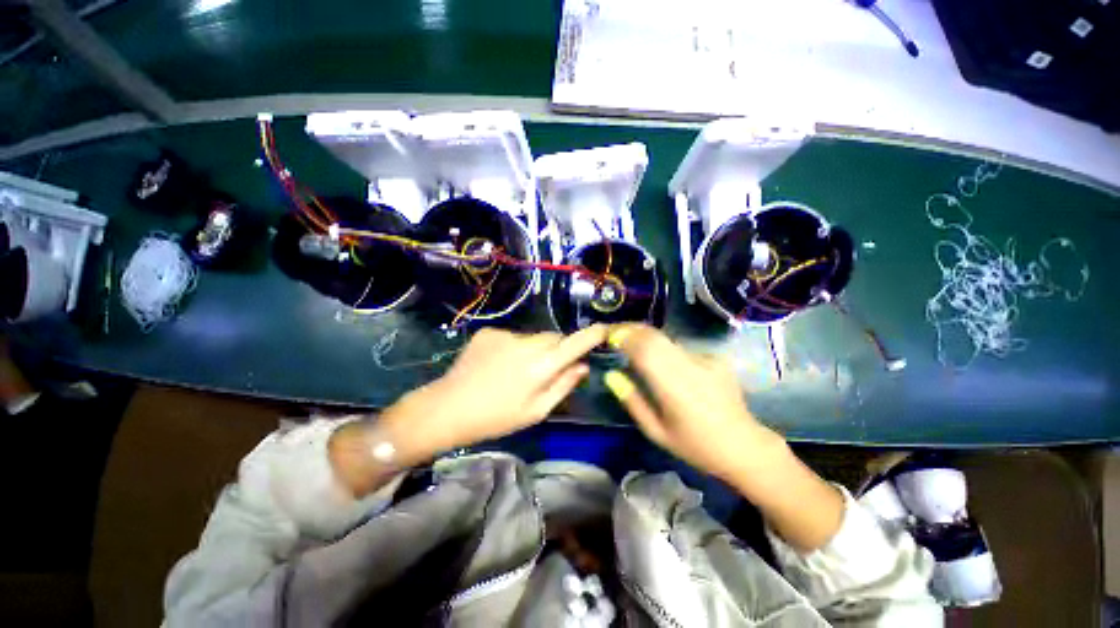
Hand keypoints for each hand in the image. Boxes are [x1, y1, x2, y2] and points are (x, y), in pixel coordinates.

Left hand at [380, 325, 607, 463]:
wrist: (448, 408)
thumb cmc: (496, 418)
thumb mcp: (536, 411)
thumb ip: (563, 385)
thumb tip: (583, 366)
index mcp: (540, 367)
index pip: (574, 343)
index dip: (592, 335)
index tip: (604, 329)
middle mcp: (526, 344)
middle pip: (554, 337)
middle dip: (558, 348)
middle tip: (547, 368)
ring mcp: (505, 334)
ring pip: (533, 336)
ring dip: (534, 348)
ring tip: (517, 369)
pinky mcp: (489, 331)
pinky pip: (512, 336)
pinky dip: (513, 347)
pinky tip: (498, 363)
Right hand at [603, 324, 784, 480]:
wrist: (744, 445)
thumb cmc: (695, 445)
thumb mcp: (656, 431)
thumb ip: (632, 401)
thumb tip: (610, 375)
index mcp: (674, 387)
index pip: (644, 350)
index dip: (624, 337)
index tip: (608, 336)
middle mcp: (690, 366)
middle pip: (654, 336)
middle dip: (631, 330)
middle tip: (615, 334)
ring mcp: (706, 359)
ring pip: (667, 338)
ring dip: (646, 337)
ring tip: (631, 343)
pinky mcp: (715, 357)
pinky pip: (680, 347)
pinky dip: (664, 348)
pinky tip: (661, 360)